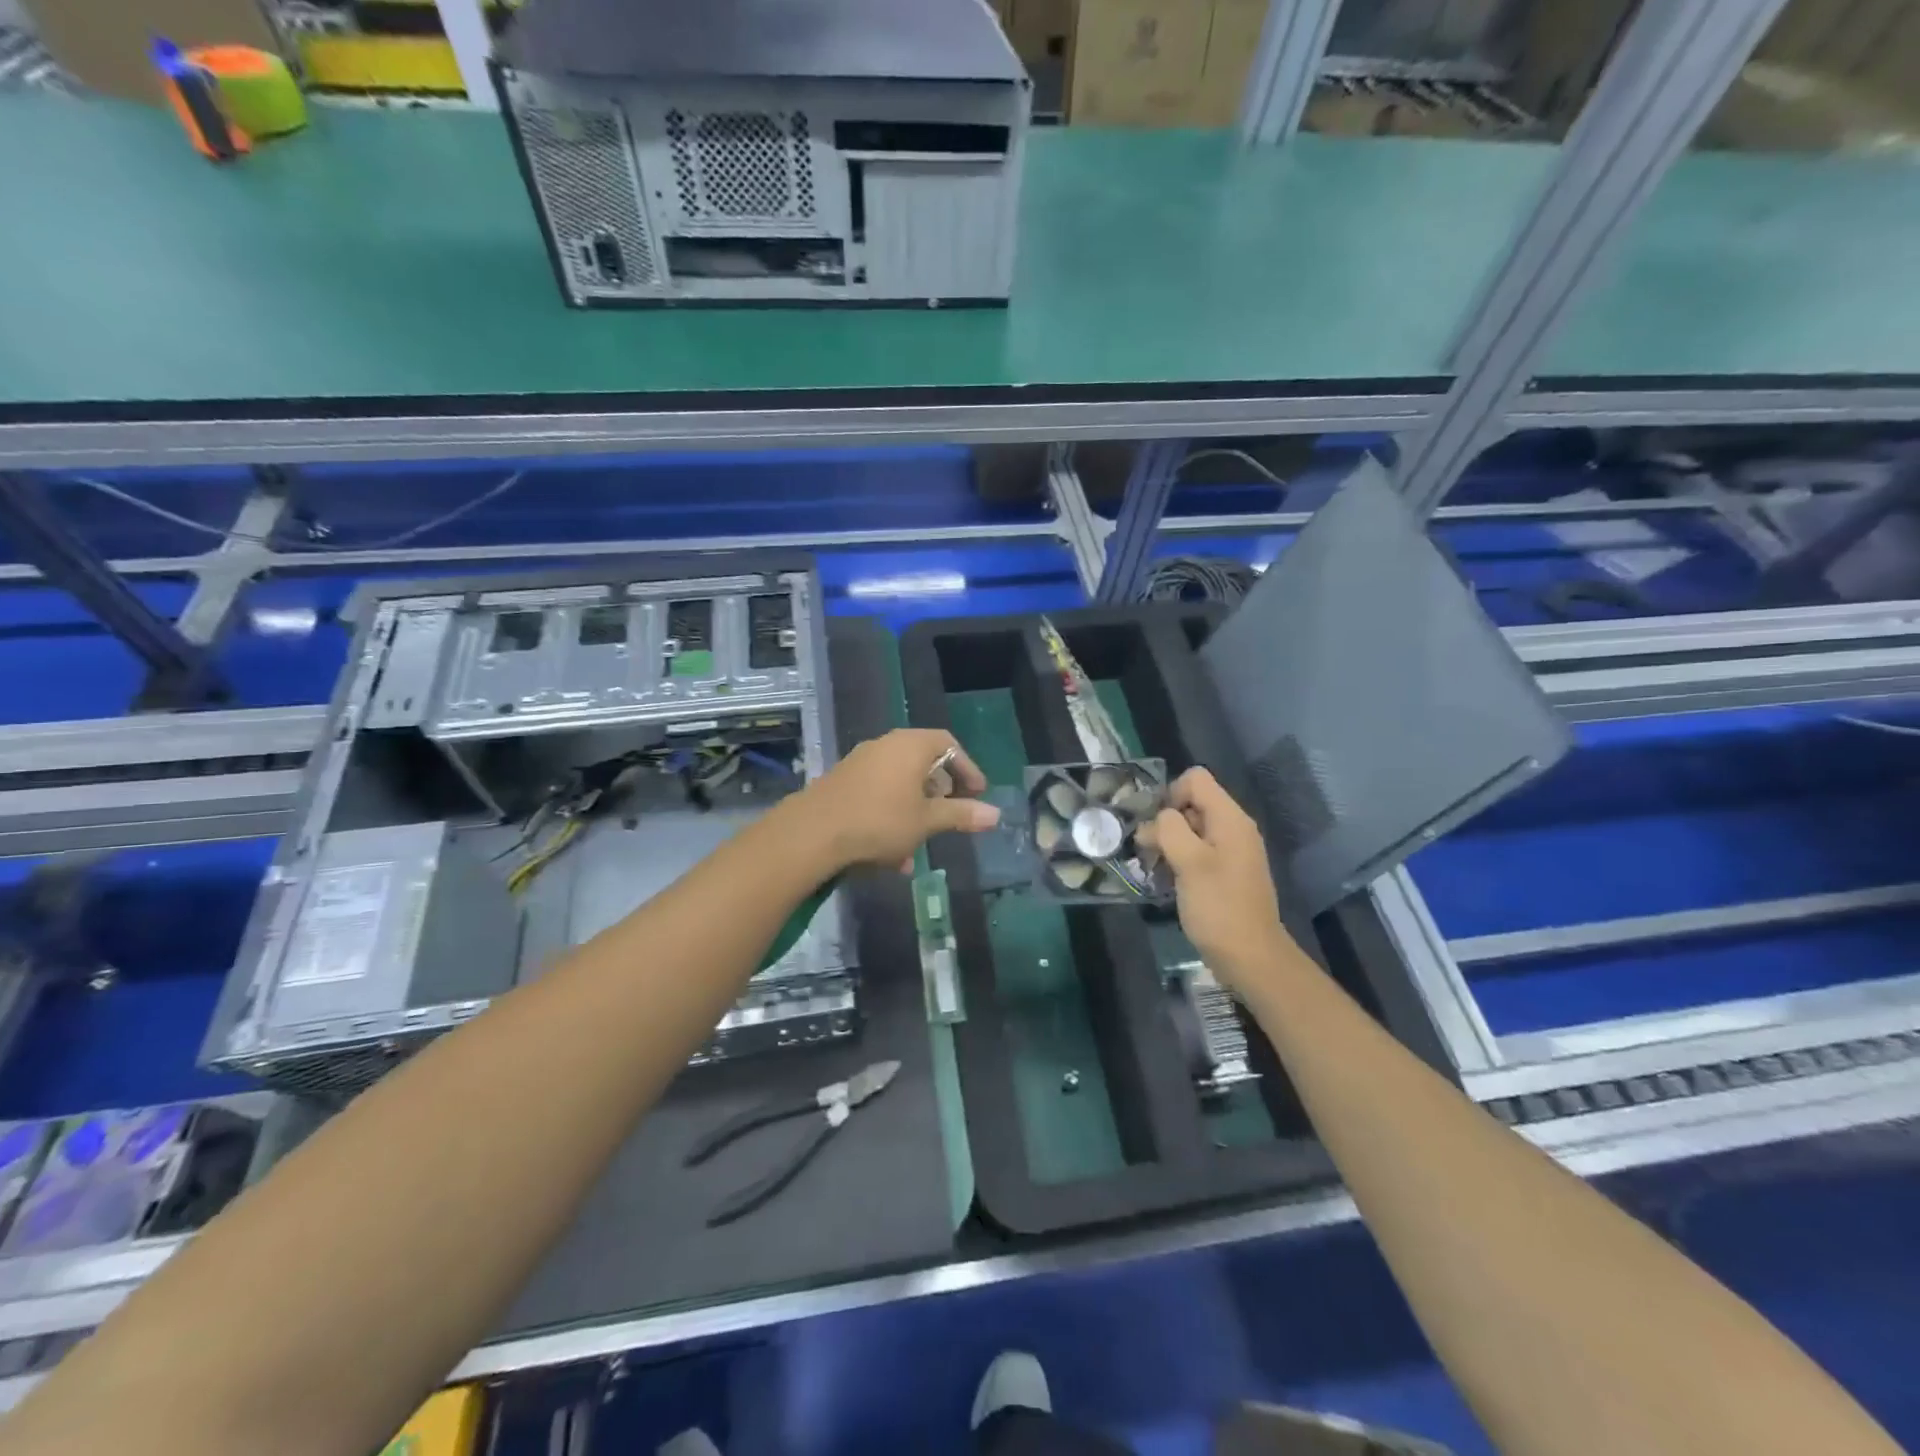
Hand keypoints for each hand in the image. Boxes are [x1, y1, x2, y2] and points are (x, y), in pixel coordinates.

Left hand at [800, 728, 998, 872]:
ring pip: (900, 784)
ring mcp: (861, 763)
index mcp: (911, 745)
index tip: (978, 795)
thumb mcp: (927, 821)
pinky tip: (892, 855)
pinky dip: (892, 817)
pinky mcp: (842, 783)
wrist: (813, 833)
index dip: (967, 769)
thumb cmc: (880, 820)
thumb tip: (996, 814)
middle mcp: (886, 745)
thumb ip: (961, 815)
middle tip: (952, 816)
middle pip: (924, 762)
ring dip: (915, 812)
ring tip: (921, 845)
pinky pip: (878, 795)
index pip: (949, 744)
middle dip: (940, 793)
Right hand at [1140, 767, 1295, 991]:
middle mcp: (1233, 828)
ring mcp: (1230, 851)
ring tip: (1154, 868)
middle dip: (1165, 821)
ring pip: (1190, 829)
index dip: (1171, 794)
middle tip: (1149, 851)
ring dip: (1168, 843)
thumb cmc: (1219, 907)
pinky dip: (1178, 859)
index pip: (1195, 779)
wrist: (1251, 957)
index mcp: (1230, 819)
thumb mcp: (1189, 863)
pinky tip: (1167, 880)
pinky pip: (1196, 851)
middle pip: (1191, 803)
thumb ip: (1170, 829)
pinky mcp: (1224, 872)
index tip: (1158, 827)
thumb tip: (1158, 819)